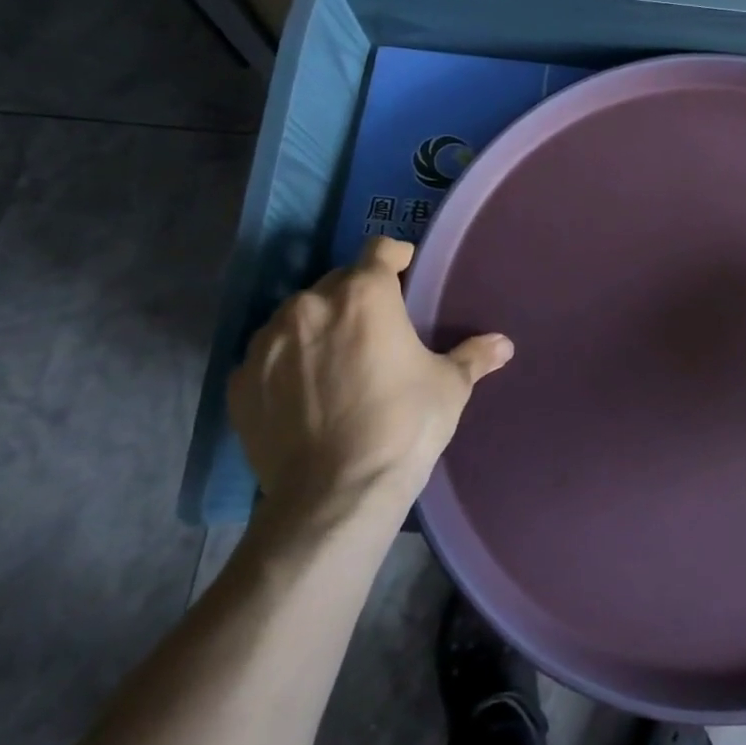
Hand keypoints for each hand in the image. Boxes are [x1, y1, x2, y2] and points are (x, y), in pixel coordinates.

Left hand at [228, 237, 513, 515]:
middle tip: (378, 329)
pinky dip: (288, 364)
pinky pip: (269, 356)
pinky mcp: (241, 381)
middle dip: (358, 297)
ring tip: (338, 362)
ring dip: (319, 327)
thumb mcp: (449, 387)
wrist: (334, 495)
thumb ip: (474, 356)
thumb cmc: (403, 425)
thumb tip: (504, 344)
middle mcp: (309, 305)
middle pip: (337, 282)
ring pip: (299, 317)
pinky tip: (306, 394)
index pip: (379, 249)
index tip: (406, 274)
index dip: (396, 257)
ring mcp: (268, 343)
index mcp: (364, 294)